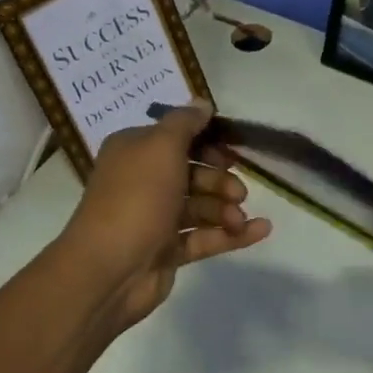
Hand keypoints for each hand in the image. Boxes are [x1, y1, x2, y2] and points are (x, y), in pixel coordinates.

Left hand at [59, 102, 271, 331]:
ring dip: (226, 209)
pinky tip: (262, 230)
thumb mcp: (161, 146)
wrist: (110, 268)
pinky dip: (232, 235)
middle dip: (220, 180)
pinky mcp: (168, 251)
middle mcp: (143, 182)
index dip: (206, 142)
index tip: (232, 150)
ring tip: (238, 217)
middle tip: (238, 191)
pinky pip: (206, 238)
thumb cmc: (137, 197)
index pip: (176, 138)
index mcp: (135, 152)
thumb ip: (185, 123)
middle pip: (193, 173)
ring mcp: (156, 219)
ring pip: (201, 207)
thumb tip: (202, 103)